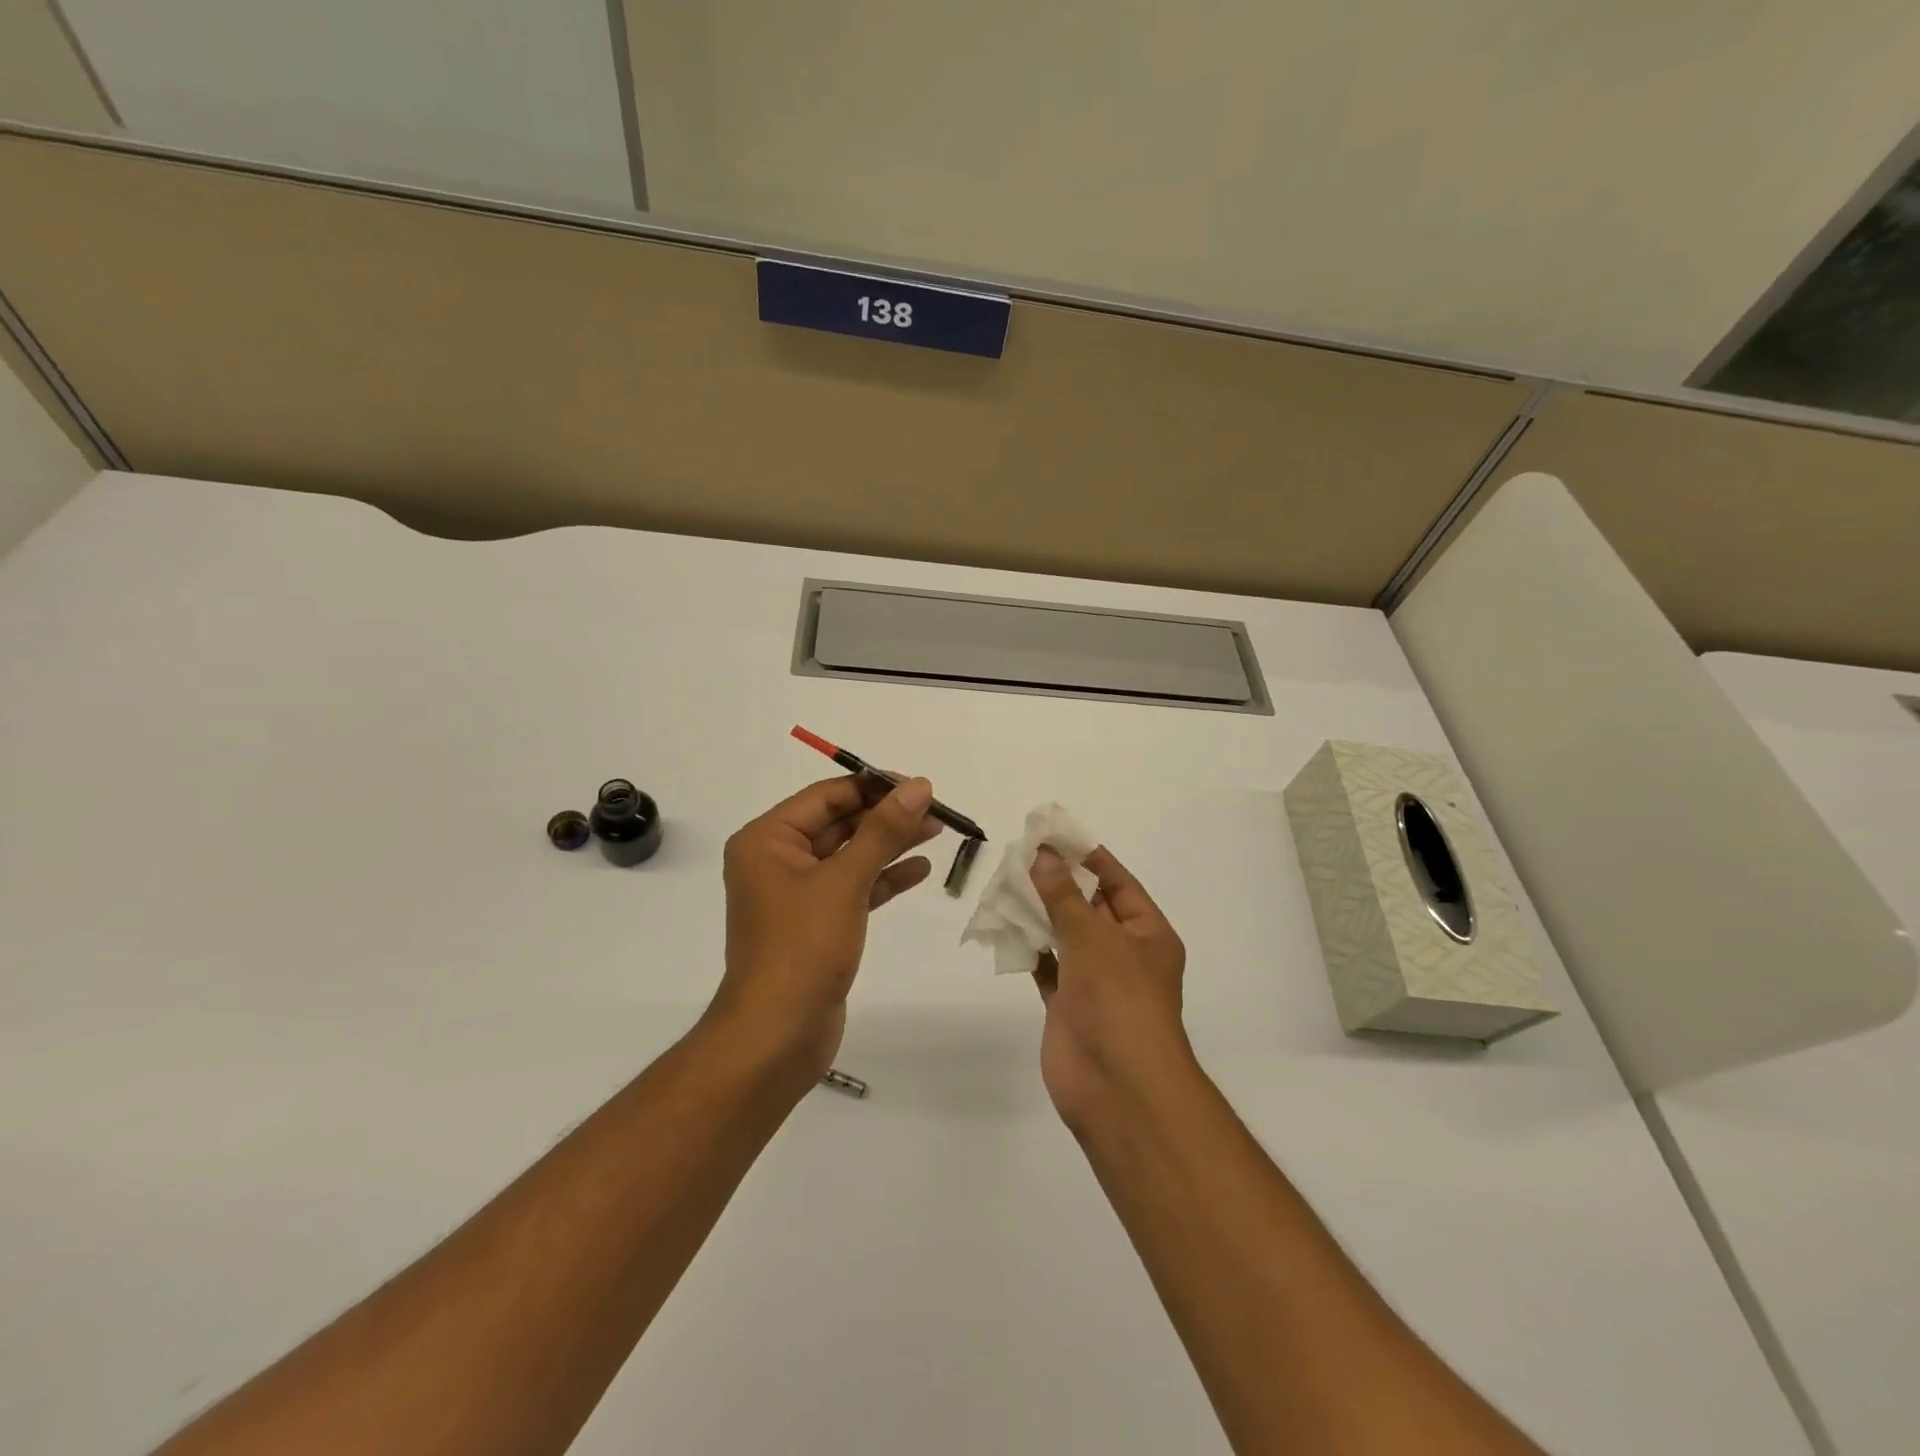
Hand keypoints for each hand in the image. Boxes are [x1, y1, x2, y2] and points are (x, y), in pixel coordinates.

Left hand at [712, 773, 939, 1079]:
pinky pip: (853, 888)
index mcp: (767, 840)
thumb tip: (918, 786)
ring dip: (890, 844)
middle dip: (886, 816)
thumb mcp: (845, 881)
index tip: (919, 785)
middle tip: (935, 809)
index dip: (873, 786)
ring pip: (850, 855)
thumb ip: (882, 831)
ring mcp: (796, 894)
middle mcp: (777, 860)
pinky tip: (919, 870)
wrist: (777, 1035)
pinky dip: (883, 878)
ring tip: (936, 830)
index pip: (826, 796)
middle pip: (839, 823)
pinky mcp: (816, 924)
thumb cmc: (802, 948)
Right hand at [1030, 845, 1191, 1131]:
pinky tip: (1004, 927)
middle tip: (1021, 855)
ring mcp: (1095, 981)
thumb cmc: (1119, 1000)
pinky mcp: (1068, 1005)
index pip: (1118, 884)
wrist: (1117, 1087)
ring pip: (1064, 935)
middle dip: (1058, 882)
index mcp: (1147, 933)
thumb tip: (1043, 855)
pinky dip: (1029, 948)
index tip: (1054, 835)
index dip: (1088, 857)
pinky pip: (1047, 966)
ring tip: (1005, 883)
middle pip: (1089, 907)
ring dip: (1039, 913)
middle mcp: (1124, 953)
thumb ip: (1063, 896)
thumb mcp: (1093, 937)